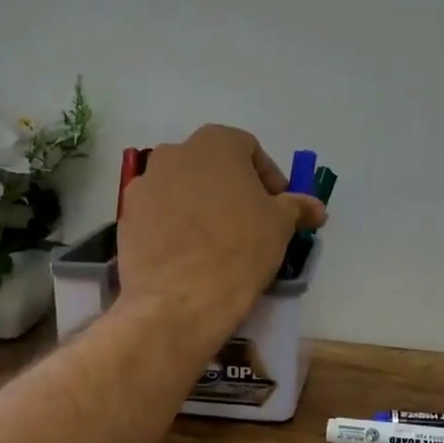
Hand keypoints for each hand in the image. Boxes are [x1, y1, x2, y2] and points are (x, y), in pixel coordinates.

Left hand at [116, 126, 324, 341]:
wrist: (180, 299)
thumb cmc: (240, 249)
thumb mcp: (280, 226)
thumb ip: (297, 207)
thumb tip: (316, 207)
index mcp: (215, 143)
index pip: (249, 149)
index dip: (268, 177)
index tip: (278, 207)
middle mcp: (174, 153)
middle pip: (212, 165)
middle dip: (233, 188)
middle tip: (251, 221)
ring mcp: (144, 184)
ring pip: (183, 188)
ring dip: (202, 205)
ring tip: (218, 240)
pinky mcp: (127, 216)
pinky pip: (160, 213)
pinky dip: (176, 224)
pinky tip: (191, 253)